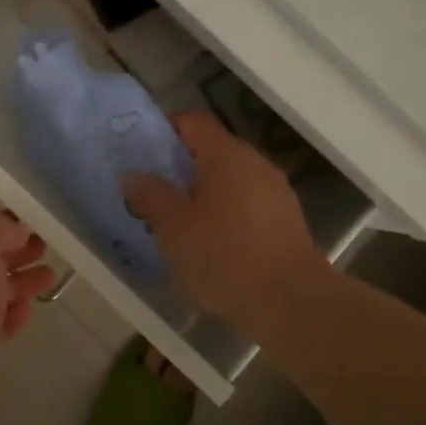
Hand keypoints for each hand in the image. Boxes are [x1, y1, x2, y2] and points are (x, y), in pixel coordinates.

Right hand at [124, 111, 323, 322]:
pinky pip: (244, 202)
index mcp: (226, 155)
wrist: (293, 303)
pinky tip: (210, 242)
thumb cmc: (226, 256)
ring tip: (176, 221)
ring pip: (228, 178)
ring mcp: (274, 191)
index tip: (140, 150)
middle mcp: (254, 162)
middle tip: (150, 190)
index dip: (163, 128)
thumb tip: (132, 175)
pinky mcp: (285, 220)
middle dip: (178, 166)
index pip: (191, 121)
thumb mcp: (174, 227)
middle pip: (210, 150)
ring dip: (201, 192)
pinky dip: (223, 211)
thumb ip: (150, 194)